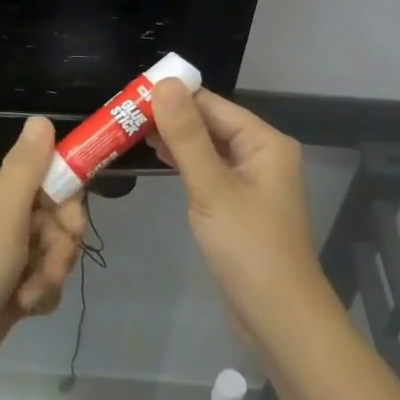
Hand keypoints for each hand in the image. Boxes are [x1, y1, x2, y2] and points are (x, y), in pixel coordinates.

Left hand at [0, 116, 86, 399]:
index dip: (66, 204)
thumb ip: (25, 168)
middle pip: (52, 219)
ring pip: (50, 253)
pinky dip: (39, 295)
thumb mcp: (0, 217)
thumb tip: (40, 118)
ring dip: (49, 275)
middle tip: (48, 268)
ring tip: (28, 298)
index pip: (45, 180)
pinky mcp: (3, 292)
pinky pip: (39, 281)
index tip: (71, 228)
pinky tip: (25, 311)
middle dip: (59, 246)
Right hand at [149, 80, 334, 343]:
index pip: (212, 104)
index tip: (129, 94)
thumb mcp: (212, 187)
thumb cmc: (248, 248)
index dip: (173, 96)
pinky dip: (184, 164)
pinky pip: (209, 172)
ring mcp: (252, 182)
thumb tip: (164, 83)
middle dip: (170, 117)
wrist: (278, 317)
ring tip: (128, 131)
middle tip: (120, 114)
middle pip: (210, 124)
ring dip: (174, 141)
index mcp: (265, 142)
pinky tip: (157, 160)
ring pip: (208, 149)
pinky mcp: (240, 206)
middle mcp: (262, 155)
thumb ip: (187, 136)